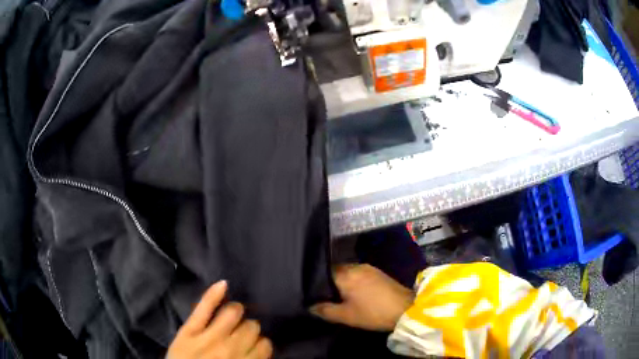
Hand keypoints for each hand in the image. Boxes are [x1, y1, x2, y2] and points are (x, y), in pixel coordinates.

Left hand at [167, 281, 272, 358]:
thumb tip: (259, 349)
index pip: (264, 345)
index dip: (261, 343)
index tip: (255, 344)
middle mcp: (230, 349)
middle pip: (250, 327)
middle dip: (250, 327)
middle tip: (242, 331)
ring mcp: (208, 337)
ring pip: (233, 313)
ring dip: (236, 311)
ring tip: (233, 314)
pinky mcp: (188, 330)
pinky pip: (203, 308)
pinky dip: (214, 294)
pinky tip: (224, 284)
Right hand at [310, 264, 413, 331]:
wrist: (405, 309)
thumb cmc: (373, 313)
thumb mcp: (346, 316)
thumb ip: (325, 310)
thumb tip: (310, 306)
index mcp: (346, 274)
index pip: (324, 272)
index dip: (317, 282)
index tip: (313, 292)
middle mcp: (356, 266)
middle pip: (336, 271)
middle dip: (329, 282)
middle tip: (325, 296)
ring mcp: (368, 268)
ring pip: (348, 272)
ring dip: (342, 282)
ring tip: (338, 296)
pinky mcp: (378, 273)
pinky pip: (358, 274)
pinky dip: (353, 281)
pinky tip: (353, 293)